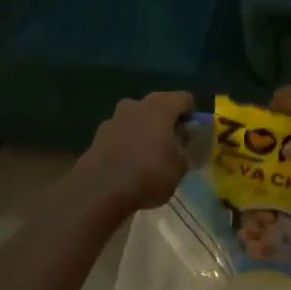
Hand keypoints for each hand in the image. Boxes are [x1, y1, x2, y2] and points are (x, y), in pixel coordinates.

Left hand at [72, 91, 193, 211]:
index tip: (193, 135)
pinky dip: (127, 144)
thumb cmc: (148, 174)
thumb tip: (184, 142)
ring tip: (150, 157)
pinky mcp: (97, 136)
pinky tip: (129, 165)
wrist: (99, 190)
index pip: (184, 99)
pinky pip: (120, 134)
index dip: (192, 115)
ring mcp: (114, 118)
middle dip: (167, 122)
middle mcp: (136, 104)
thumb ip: (186, 150)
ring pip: (137, 119)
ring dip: (145, 132)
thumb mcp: (181, 167)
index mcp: (161, 106)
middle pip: (158, 106)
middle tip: (173, 145)